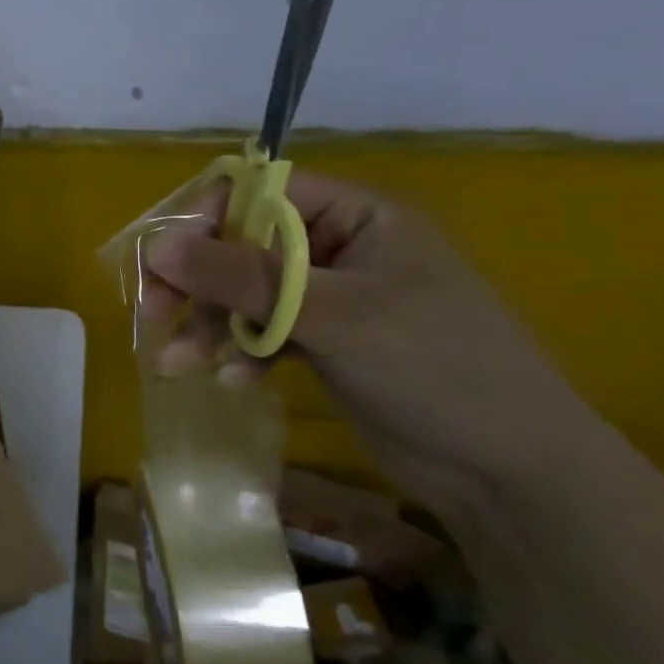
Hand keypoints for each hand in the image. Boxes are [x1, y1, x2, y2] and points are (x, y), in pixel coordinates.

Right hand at [138, 170, 602, 513]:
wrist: (509, 471)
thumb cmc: (435, 369)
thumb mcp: (333, 316)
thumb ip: (243, 278)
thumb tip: (158, 246)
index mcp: (354, 215)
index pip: (256, 192)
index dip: (203, 220)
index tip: (164, 263)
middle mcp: (336, 247)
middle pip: (240, 245)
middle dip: (197, 284)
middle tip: (154, 316)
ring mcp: (328, 296)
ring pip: (243, 294)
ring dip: (209, 326)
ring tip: (178, 365)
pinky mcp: (322, 341)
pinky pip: (262, 332)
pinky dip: (241, 352)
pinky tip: (235, 382)